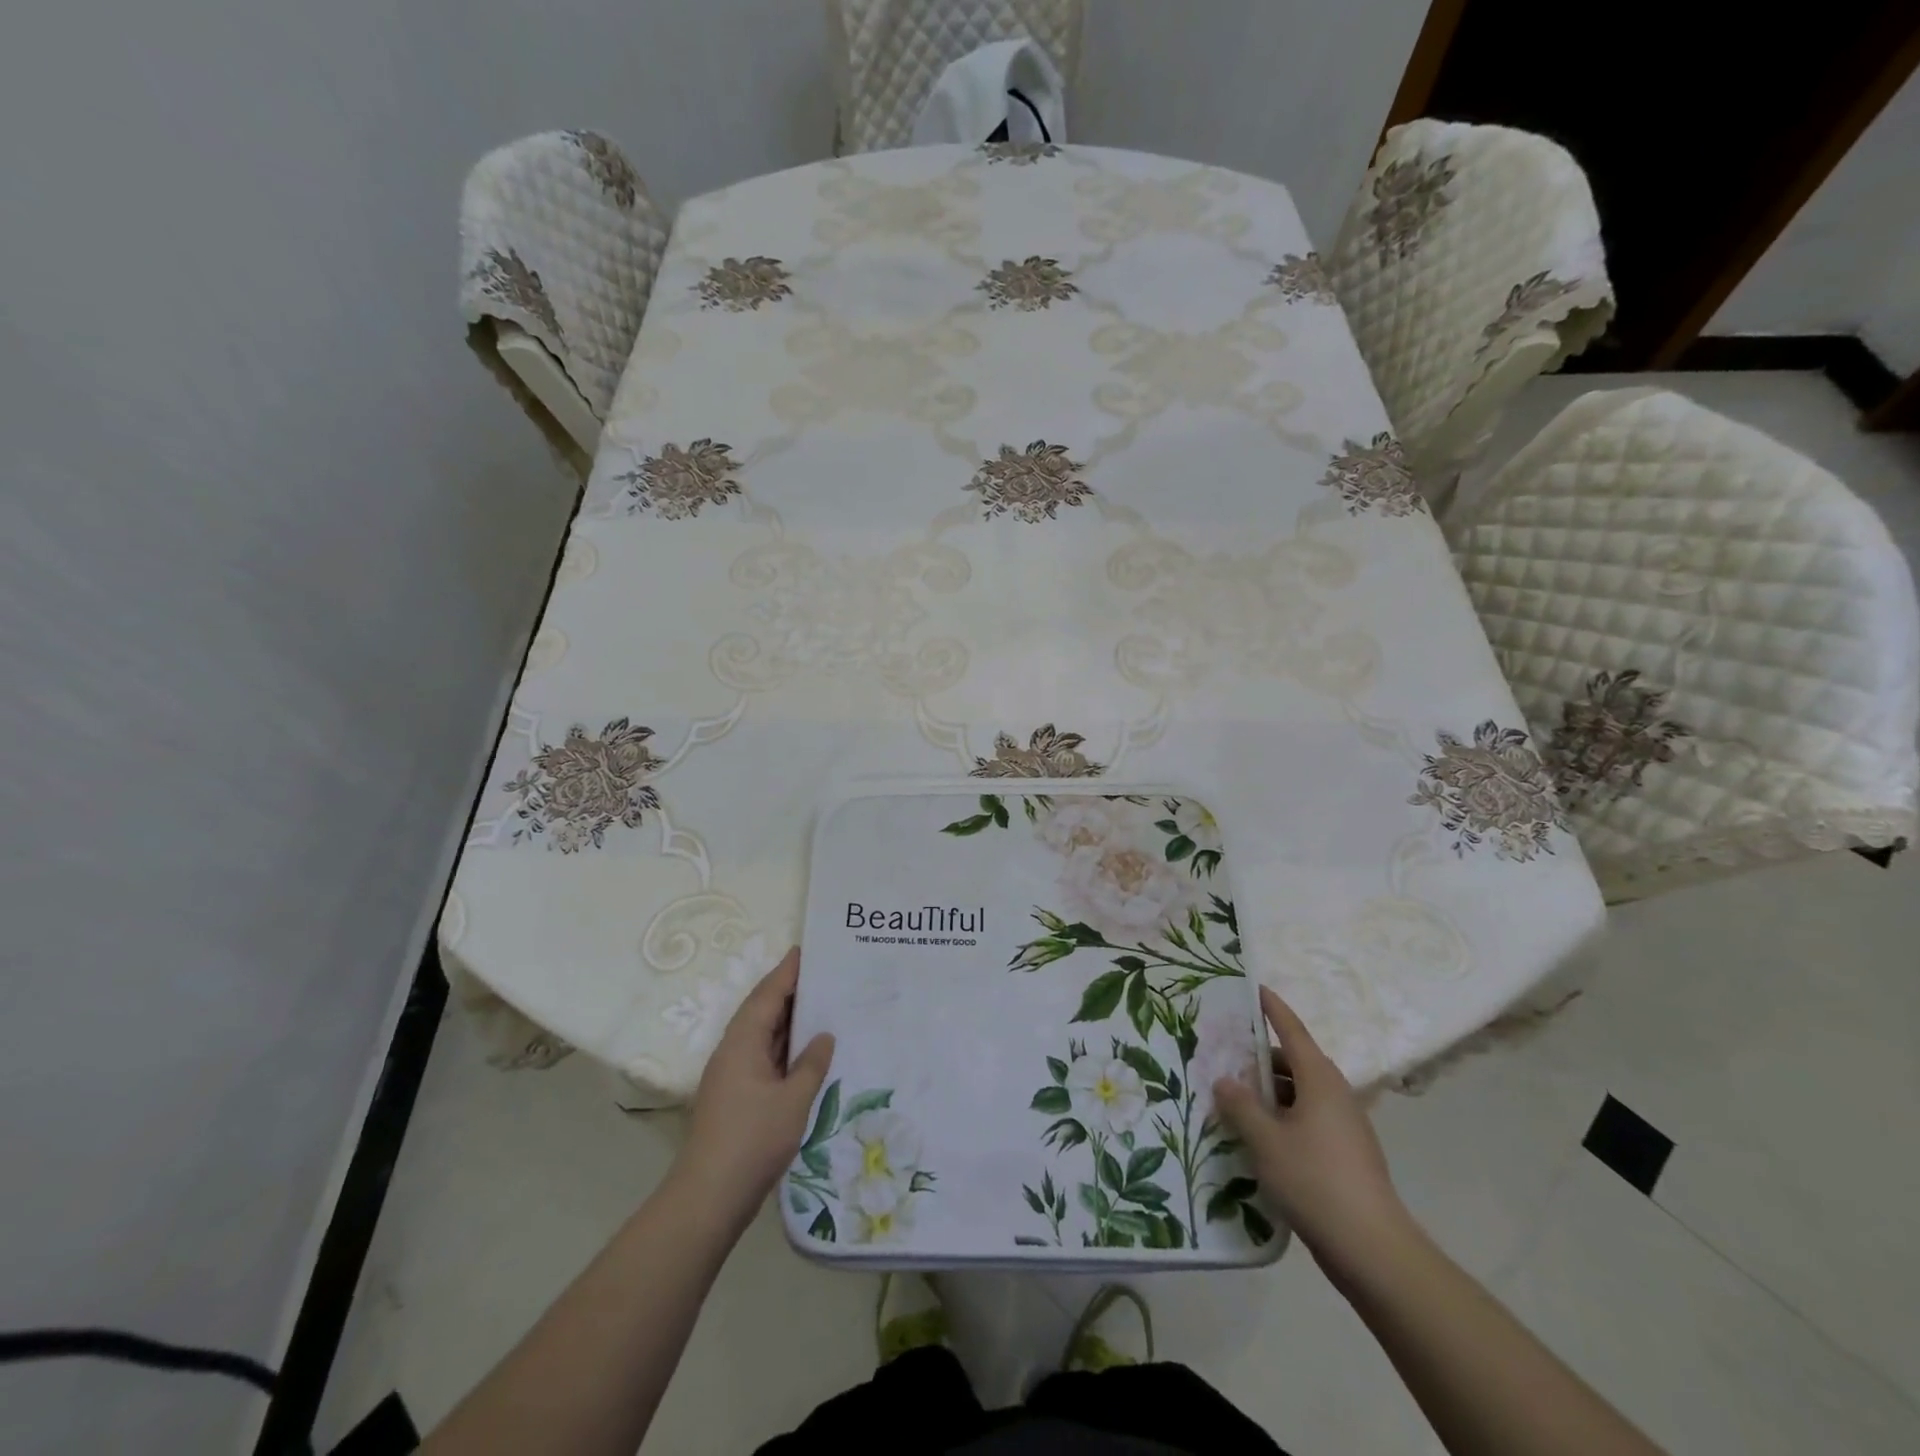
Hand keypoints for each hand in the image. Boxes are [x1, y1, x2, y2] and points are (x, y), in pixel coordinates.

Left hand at [671, 947, 833, 1230]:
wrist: (708, 1198)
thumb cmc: (752, 1140)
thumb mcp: (793, 1100)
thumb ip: (811, 1064)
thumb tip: (823, 1036)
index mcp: (742, 1042)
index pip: (767, 995)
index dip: (787, 971)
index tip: (806, 950)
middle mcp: (733, 1051)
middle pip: (762, 1010)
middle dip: (789, 991)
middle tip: (823, 975)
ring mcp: (732, 1076)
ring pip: (762, 1035)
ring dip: (788, 1020)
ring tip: (821, 1004)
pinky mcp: (736, 1097)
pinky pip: (764, 1057)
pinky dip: (785, 1047)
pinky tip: (806, 1052)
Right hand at [1213, 986, 1415, 1287]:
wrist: (1373, 1250)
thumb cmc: (1315, 1181)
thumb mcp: (1265, 1140)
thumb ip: (1240, 1105)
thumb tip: (1225, 1080)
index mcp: (1319, 1080)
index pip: (1291, 1031)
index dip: (1272, 1009)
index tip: (1254, 988)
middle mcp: (1335, 1095)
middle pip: (1293, 1063)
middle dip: (1259, 1058)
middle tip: (1222, 1056)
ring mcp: (1344, 1127)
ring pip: (1299, 1094)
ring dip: (1268, 1093)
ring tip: (1232, 1100)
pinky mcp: (1345, 1156)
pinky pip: (1306, 1121)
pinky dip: (1281, 1119)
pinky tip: (1257, 1139)